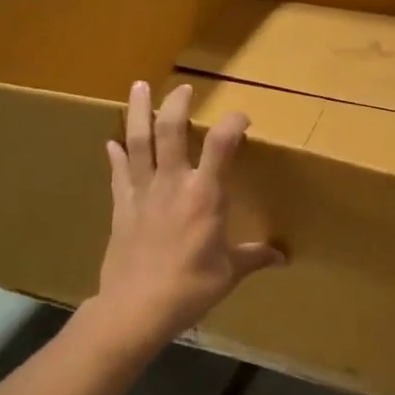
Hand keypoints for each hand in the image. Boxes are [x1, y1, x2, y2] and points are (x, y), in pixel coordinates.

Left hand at [94, 80, 284, 348]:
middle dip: (177, 104)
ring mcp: (143, 192)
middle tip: (183, 88)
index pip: (222, 145)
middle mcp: (173, 183)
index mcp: (205, 195)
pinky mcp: (122, 207)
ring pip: (138, 142)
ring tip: (138, 87)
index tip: (242, 118)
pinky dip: (116, 155)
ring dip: (138, 112)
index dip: (233, 123)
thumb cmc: (190, 288)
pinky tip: (112, 142)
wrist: (136, 307)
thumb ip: (254, 258)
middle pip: (171, 131)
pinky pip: (119, 173)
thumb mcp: (229, 273)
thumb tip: (283, 257)